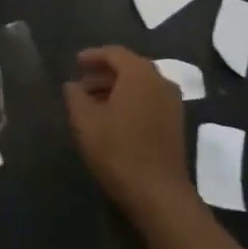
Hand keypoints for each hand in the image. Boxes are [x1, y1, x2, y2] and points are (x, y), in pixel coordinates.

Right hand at [64, 46, 194, 220]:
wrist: (160, 195)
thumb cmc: (119, 152)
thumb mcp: (86, 122)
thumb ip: (75, 97)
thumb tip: (72, 85)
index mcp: (139, 73)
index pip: (114, 53)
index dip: (93, 56)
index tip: (75, 63)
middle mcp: (160, 80)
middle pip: (129, 67)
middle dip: (104, 73)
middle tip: (82, 83)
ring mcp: (172, 102)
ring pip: (140, 84)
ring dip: (117, 88)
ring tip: (94, 103)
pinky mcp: (176, 123)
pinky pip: (150, 99)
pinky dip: (131, 100)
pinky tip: (115, 118)